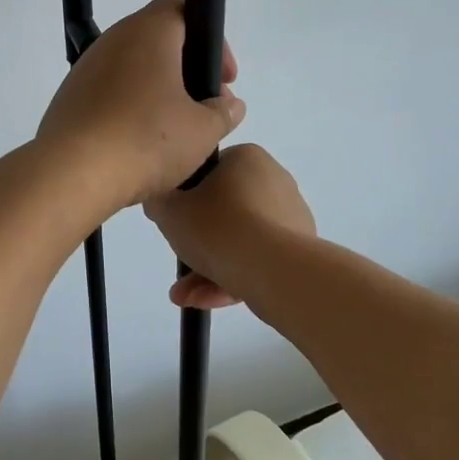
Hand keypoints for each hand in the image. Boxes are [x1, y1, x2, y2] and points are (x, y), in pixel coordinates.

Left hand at [34, 0, 246, 213]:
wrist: (72, 172)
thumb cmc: (145, 140)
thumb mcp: (202, 131)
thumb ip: (224, 112)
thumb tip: (230, 104)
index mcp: (148, 32)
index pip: (183, 7)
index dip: (211, 36)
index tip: (223, 76)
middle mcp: (114, 39)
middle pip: (158, 38)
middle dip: (188, 67)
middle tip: (205, 104)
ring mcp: (87, 67)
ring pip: (133, 66)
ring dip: (159, 88)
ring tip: (175, 128)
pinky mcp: (70, 95)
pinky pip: (110, 90)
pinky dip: (131, 105)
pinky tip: (140, 141)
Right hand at [145, 144, 315, 310]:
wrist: (274, 270)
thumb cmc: (218, 226)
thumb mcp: (169, 209)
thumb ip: (158, 200)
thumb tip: (161, 201)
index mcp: (247, 158)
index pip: (209, 172)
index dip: (186, 197)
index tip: (174, 219)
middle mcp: (274, 181)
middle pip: (224, 210)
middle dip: (196, 240)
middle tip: (178, 256)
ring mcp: (291, 218)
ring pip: (239, 240)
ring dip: (208, 266)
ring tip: (184, 295)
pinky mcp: (300, 252)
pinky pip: (257, 260)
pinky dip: (232, 277)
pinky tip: (204, 301)